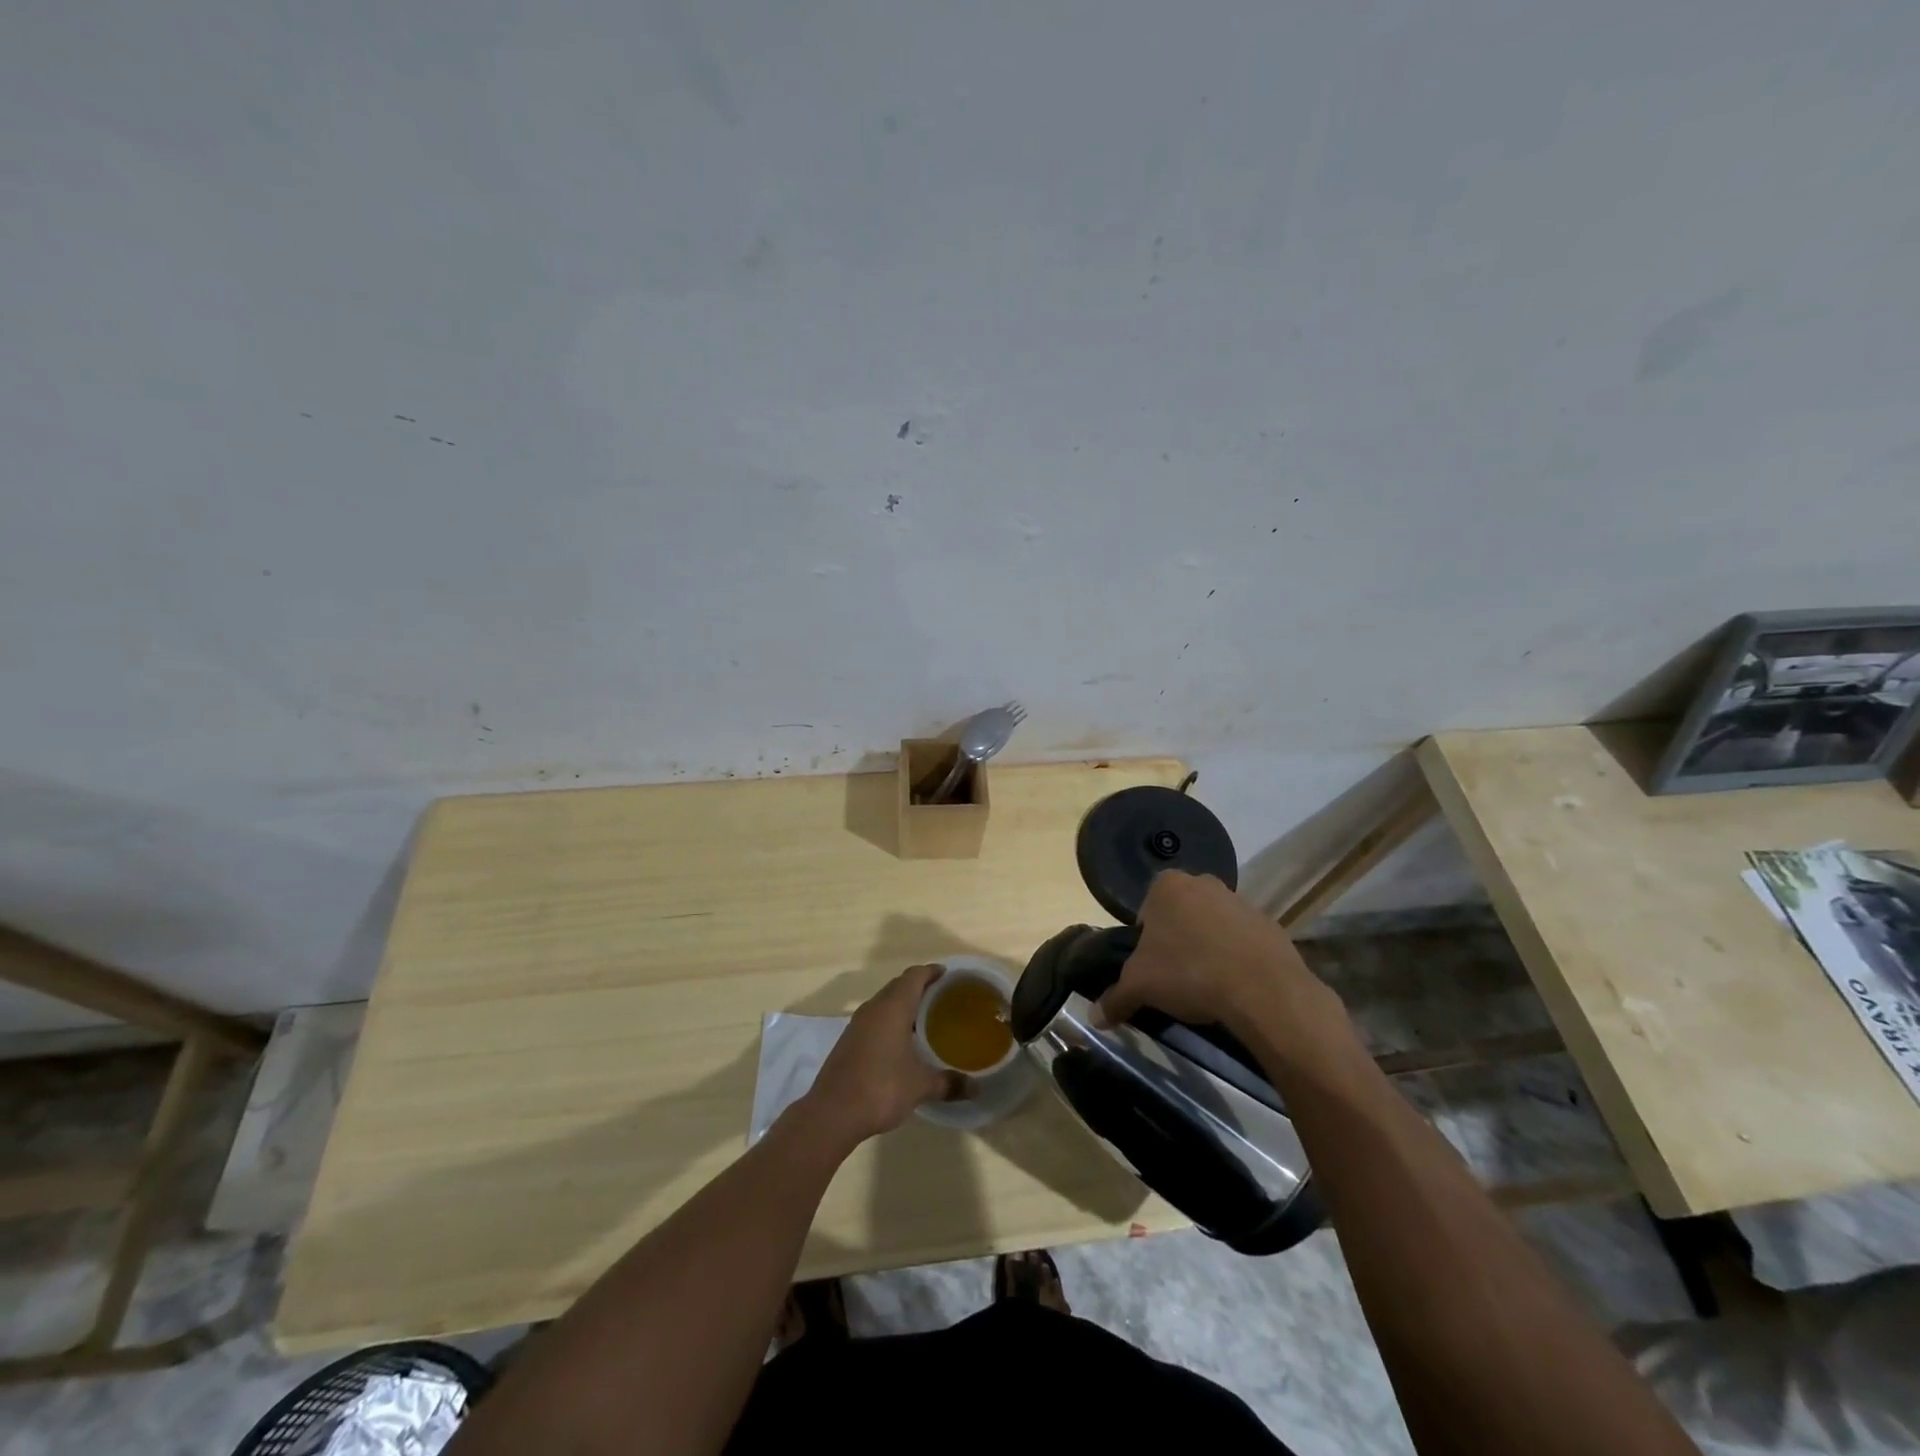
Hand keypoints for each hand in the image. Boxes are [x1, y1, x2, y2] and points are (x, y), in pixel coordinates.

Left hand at [802, 965, 959, 1145]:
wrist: (832, 1113)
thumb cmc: (881, 1088)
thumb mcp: (921, 1086)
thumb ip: (949, 1083)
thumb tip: (976, 1088)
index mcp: (893, 1008)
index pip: (914, 976)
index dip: (931, 972)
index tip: (947, 974)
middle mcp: (874, 1008)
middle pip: (898, 986)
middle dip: (919, 986)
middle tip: (941, 996)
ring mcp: (857, 1024)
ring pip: (884, 1003)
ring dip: (902, 1004)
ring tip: (924, 1018)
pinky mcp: (848, 1041)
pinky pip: (874, 1019)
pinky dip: (890, 1020)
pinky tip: (901, 1042)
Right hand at [1095, 871, 1316, 1031]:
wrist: (1262, 989)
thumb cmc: (1189, 972)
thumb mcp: (1140, 987)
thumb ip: (1114, 998)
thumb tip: (1094, 1017)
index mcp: (1167, 886)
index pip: (1145, 911)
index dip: (1145, 941)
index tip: (1151, 968)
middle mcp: (1203, 883)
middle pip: (1180, 915)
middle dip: (1177, 941)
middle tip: (1175, 977)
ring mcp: (1240, 901)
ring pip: (1213, 925)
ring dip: (1208, 948)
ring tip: (1207, 985)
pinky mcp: (1270, 924)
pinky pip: (1243, 940)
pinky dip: (1237, 958)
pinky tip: (1235, 986)